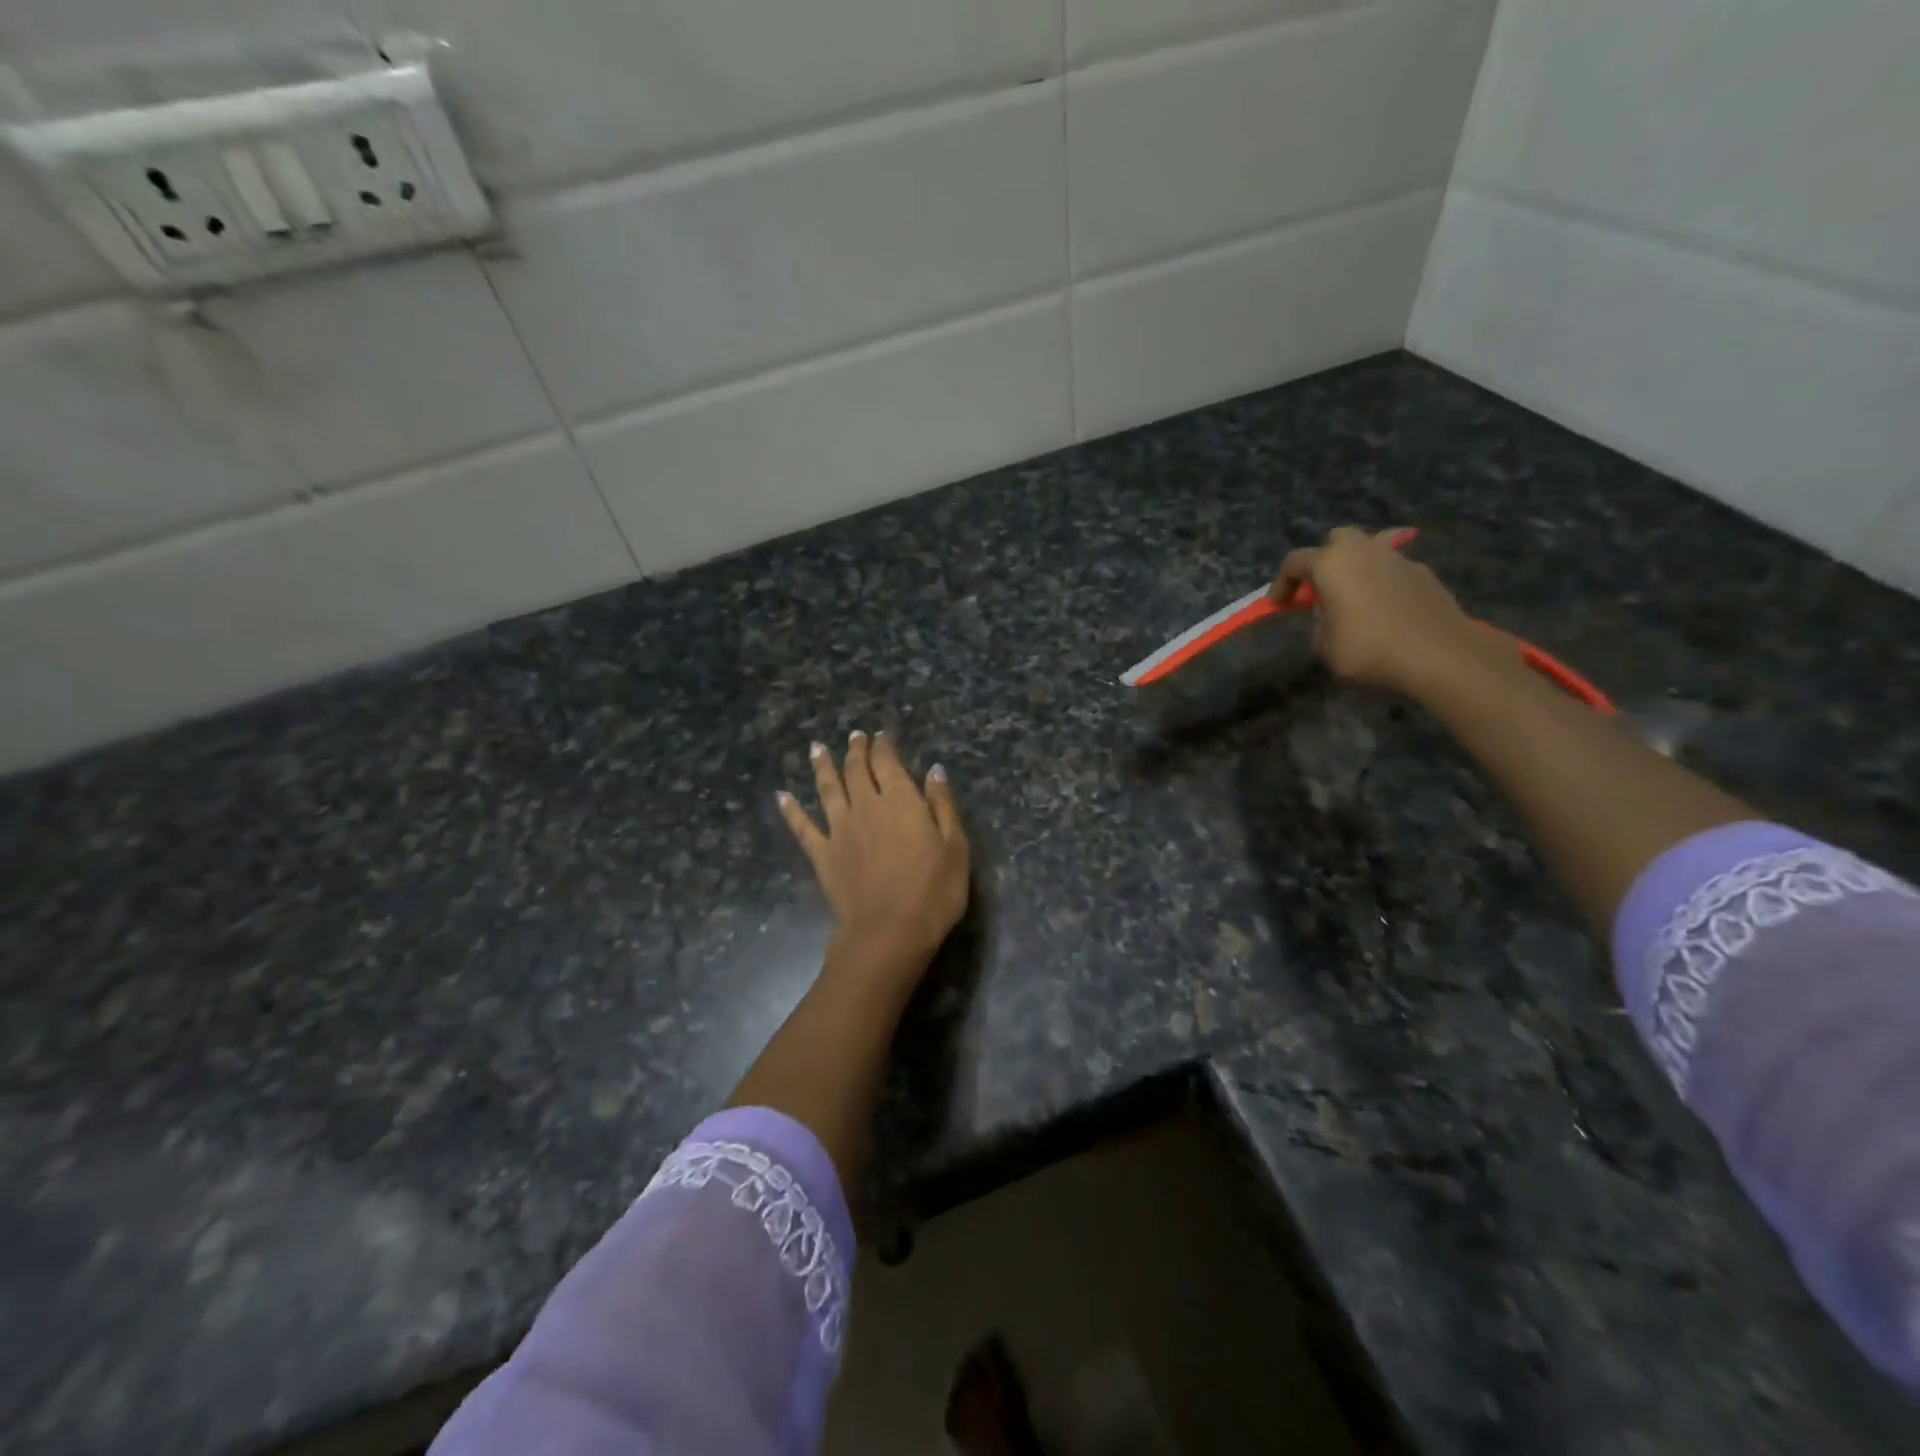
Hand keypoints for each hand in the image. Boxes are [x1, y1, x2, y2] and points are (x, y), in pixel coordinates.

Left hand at [779, 731, 970, 977]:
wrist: (889, 933)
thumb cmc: (933, 892)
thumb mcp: (955, 847)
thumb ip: (942, 805)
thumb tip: (934, 770)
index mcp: (900, 801)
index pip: (888, 763)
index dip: (884, 747)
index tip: (881, 736)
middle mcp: (866, 807)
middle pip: (857, 771)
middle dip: (856, 751)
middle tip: (854, 737)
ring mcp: (840, 830)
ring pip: (827, 789)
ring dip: (822, 767)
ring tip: (817, 748)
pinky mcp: (823, 856)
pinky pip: (803, 828)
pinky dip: (791, 810)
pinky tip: (782, 797)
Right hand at [1270, 526, 1493, 699]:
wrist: (1440, 655)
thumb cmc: (1369, 649)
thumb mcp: (1325, 646)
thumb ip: (1321, 623)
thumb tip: (1330, 613)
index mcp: (1332, 564)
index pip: (1295, 562)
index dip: (1282, 583)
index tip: (1278, 604)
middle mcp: (1365, 551)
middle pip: (1338, 539)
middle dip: (1325, 558)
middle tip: (1321, 586)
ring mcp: (1399, 559)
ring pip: (1372, 548)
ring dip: (1359, 565)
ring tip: (1356, 590)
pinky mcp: (1425, 574)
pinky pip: (1395, 569)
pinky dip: (1384, 581)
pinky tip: (1385, 607)